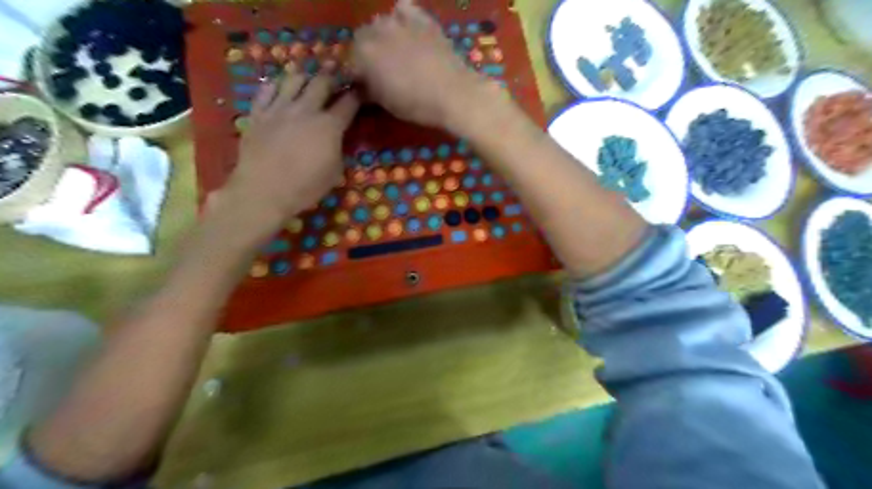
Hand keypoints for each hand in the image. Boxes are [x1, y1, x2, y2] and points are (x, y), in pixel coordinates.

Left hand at [219, 70, 359, 236]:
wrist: (264, 191)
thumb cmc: (305, 187)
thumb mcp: (334, 172)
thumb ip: (338, 149)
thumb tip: (336, 139)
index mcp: (329, 126)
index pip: (348, 103)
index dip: (357, 94)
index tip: (361, 90)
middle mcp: (305, 110)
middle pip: (321, 82)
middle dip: (332, 77)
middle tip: (335, 77)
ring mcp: (279, 108)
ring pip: (293, 79)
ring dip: (304, 76)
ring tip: (308, 79)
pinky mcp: (258, 113)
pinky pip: (266, 89)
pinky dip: (276, 85)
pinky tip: (279, 88)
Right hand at [354, 0, 488, 129]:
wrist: (454, 93)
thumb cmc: (417, 104)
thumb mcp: (387, 103)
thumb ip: (369, 90)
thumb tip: (362, 87)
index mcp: (363, 55)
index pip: (348, 62)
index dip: (355, 75)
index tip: (362, 85)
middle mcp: (376, 32)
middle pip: (361, 38)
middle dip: (365, 53)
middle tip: (378, 70)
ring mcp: (399, 21)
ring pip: (380, 23)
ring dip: (382, 35)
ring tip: (394, 51)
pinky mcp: (421, 18)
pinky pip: (403, 9)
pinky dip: (401, 17)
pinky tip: (408, 30)